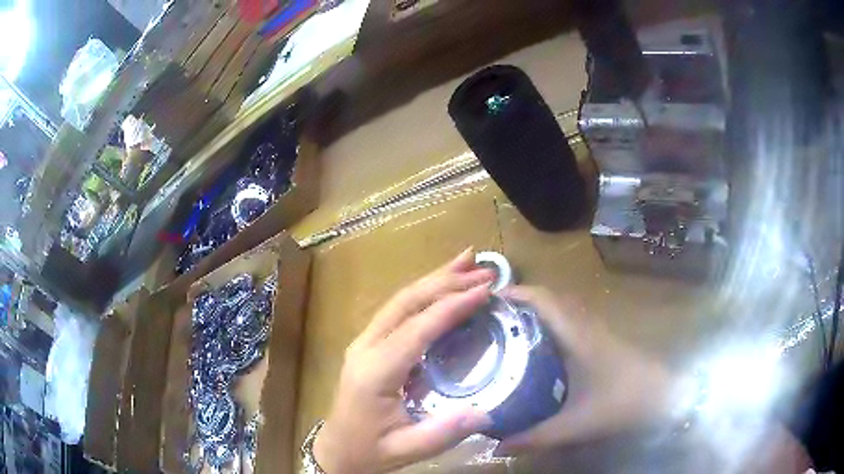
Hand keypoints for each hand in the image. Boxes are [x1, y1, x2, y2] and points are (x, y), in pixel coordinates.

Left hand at [314, 249, 495, 473]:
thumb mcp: (406, 449)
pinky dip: (424, 294)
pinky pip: (398, 312)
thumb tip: (486, 412)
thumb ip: (443, 433)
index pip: (418, 328)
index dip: (453, 305)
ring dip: (435, 279)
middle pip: (406, 302)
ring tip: (467, 261)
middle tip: (483, 268)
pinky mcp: (368, 345)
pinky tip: (443, 288)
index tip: (486, 289)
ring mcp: (364, 343)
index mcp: (375, 371)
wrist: (336, 451)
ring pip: (400, 300)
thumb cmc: (369, 451)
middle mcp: (366, 347)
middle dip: (446, 280)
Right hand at [496, 286, 673, 453]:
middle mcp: (584, 325)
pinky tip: (534, 350)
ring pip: (559, 310)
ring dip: (532, 312)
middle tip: (486, 319)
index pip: (543, 299)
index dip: (514, 293)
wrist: (664, 396)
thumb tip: (497, 444)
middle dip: (516, 302)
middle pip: (548, 299)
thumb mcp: (575, 425)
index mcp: (578, 335)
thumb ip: (536, 437)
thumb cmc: (623, 403)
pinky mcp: (600, 341)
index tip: (483, 301)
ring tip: (503, 330)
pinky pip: (567, 323)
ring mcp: (594, 331)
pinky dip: (547, 326)